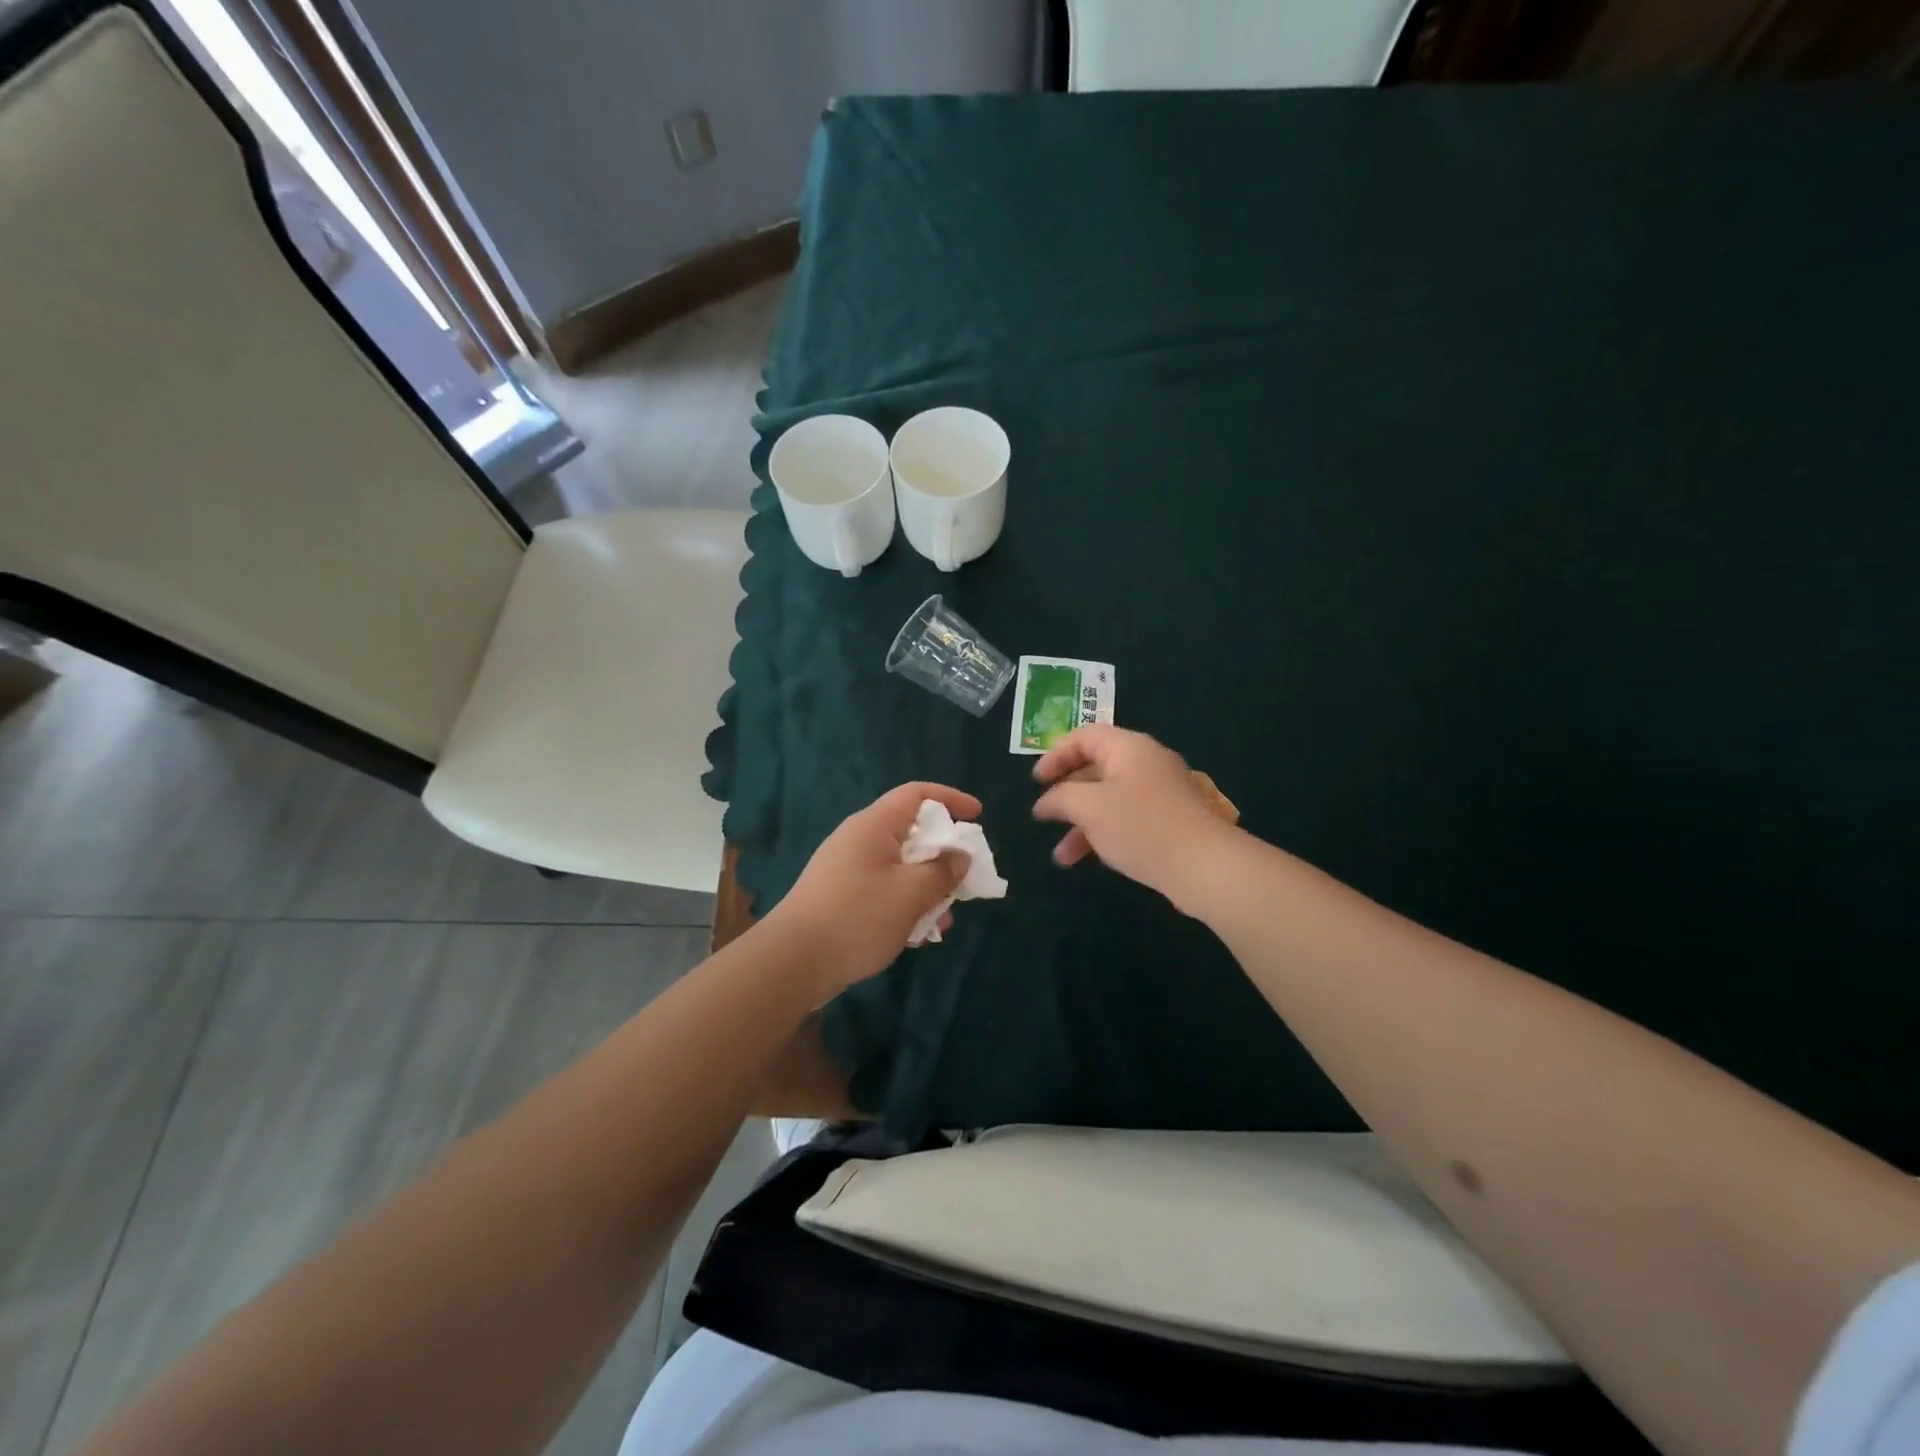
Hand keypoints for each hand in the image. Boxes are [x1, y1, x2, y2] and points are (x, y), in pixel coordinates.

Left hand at [769, 782, 979, 1001]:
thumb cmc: (857, 918)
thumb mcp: (911, 894)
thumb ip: (942, 871)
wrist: (792, 963)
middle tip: (964, 878)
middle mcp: (858, 840)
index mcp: (874, 826)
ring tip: (945, 919)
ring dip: (926, 886)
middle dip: (943, 854)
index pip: (916, 794)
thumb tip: (959, 856)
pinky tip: (917, 936)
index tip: (978, 816)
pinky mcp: (839, 896)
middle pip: (910, 832)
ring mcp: (845, 869)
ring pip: (899, 866)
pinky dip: (905, 903)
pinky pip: (883, 888)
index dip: (950, 799)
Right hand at [1032, 726, 1236, 907]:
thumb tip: (1046, 802)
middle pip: (1096, 768)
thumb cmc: (1140, 826)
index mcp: (1128, 747)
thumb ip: (1060, 798)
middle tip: (1045, 816)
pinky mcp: (1169, 821)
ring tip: (1061, 856)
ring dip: (1081, 824)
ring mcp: (1160, 793)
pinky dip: (1104, 834)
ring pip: (1109, 800)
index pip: (1084, 737)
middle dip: (1066, 795)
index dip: (1055, 755)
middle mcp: (1146, 763)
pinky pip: (1127, 819)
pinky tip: (1091, 860)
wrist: (1203, 865)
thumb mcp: (1089, 807)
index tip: (1036, 782)